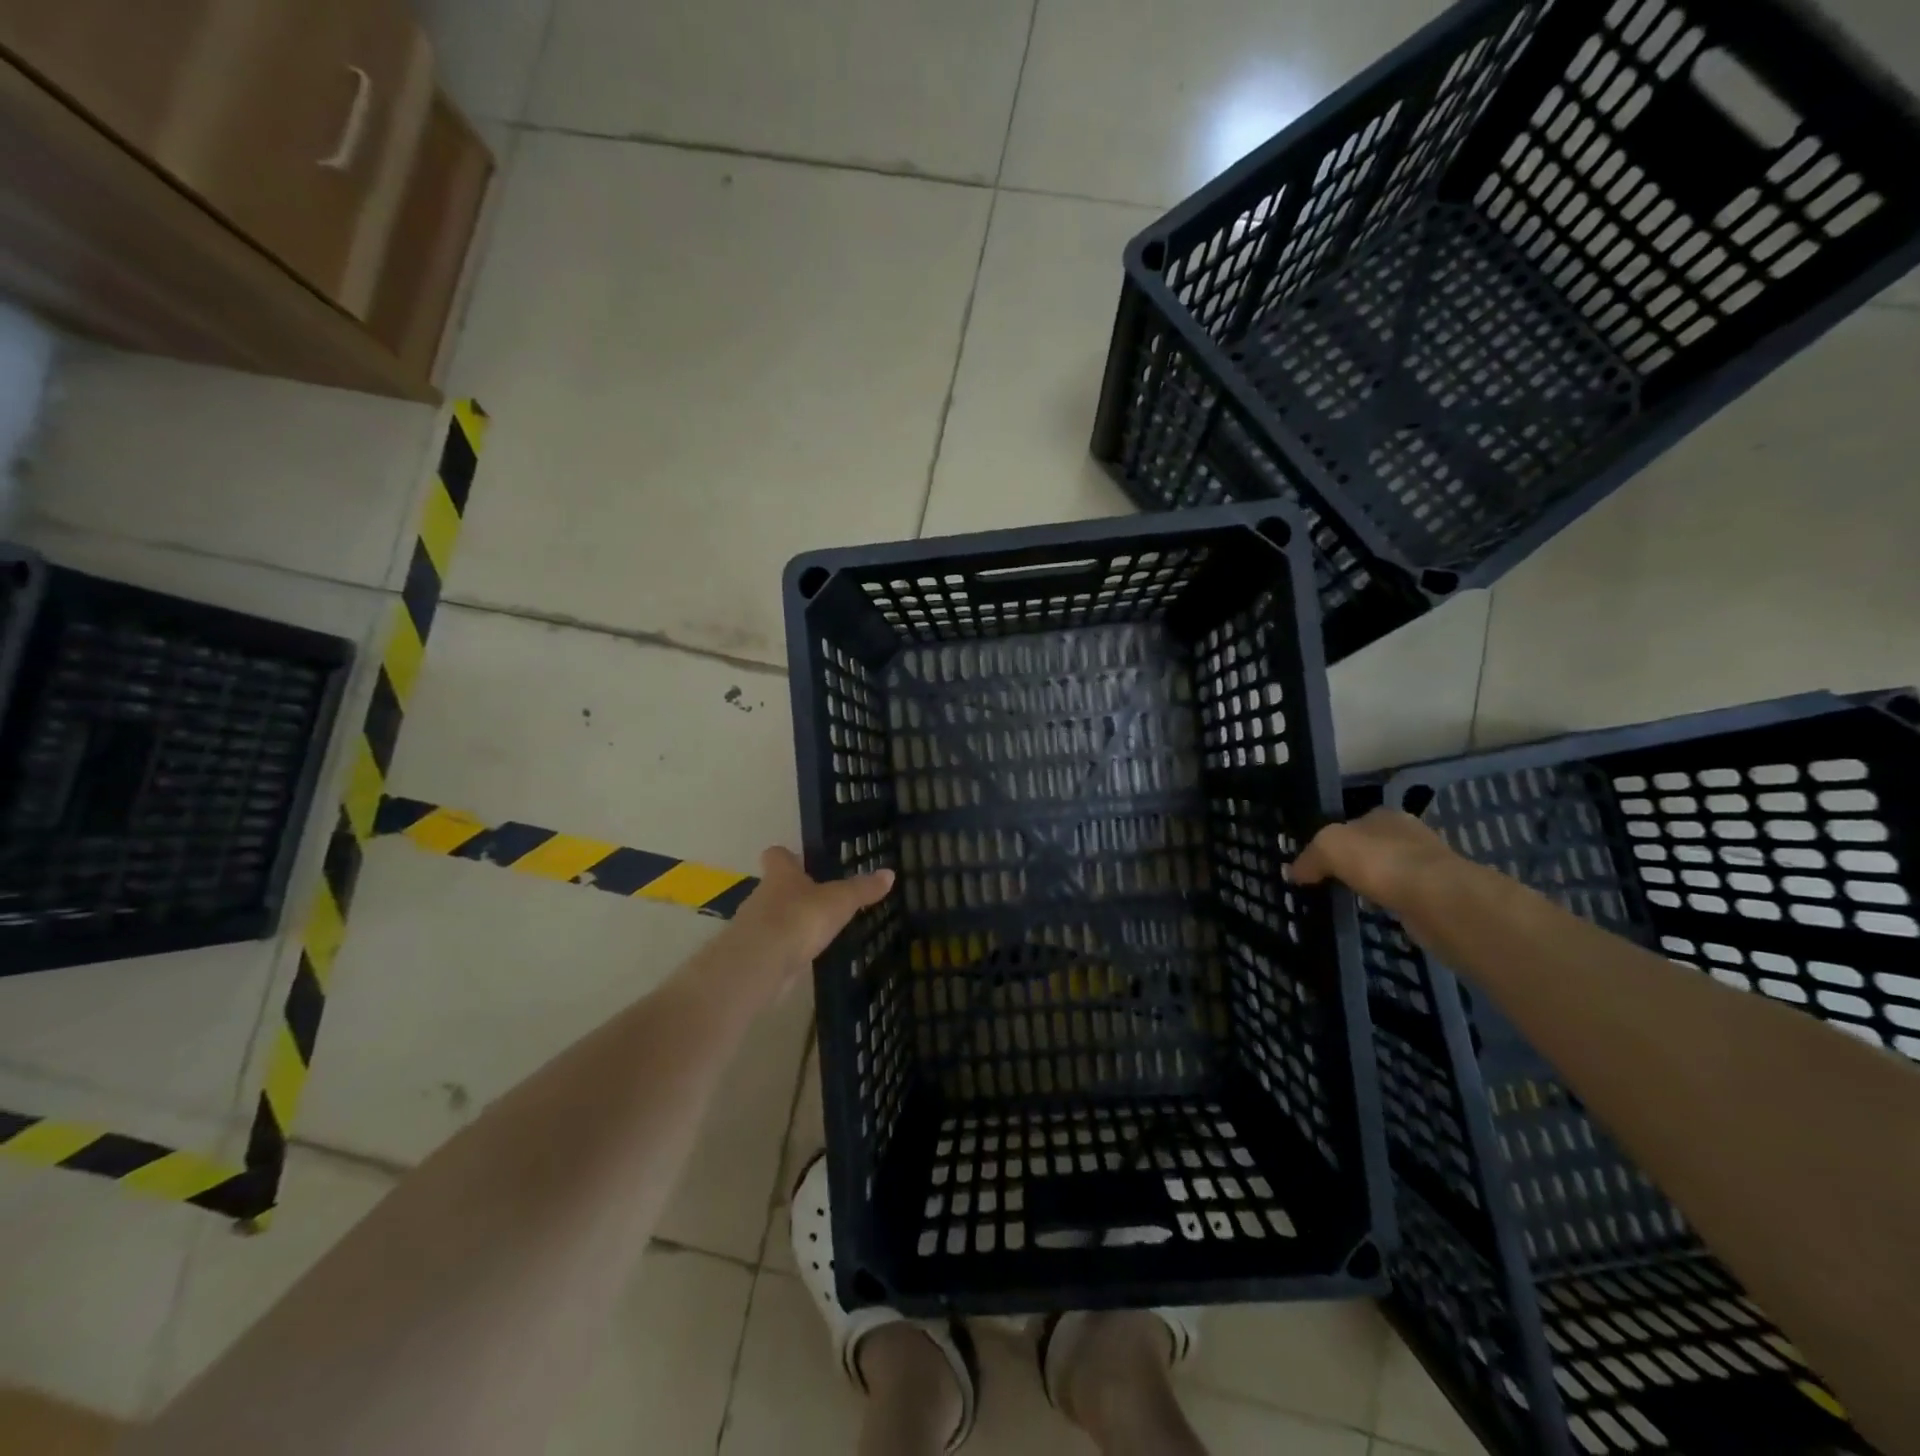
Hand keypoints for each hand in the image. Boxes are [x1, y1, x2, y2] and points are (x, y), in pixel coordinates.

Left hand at [723, 847, 894, 995]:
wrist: (761, 962)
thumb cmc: (800, 918)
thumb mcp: (840, 901)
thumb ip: (862, 889)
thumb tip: (890, 873)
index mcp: (781, 874)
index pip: (777, 854)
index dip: (787, 856)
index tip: (800, 860)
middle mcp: (761, 894)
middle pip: (774, 887)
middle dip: (793, 892)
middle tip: (818, 900)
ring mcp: (753, 925)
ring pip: (771, 917)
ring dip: (788, 922)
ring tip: (814, 931)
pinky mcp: (753, 954)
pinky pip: (771, 945)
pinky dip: (784, 948)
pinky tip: (802, 956)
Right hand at [1287, 809, 1461, 910]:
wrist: (1437, 900)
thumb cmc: (1380, 862)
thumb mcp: (1328, 847)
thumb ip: (1309, 857)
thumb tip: (1293, 873)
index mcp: (1385, 815)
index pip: (1352, 824)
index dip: (1332, 842)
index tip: (1316, 864)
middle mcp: (1409, 835)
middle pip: (1372, 847)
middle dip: (1354, 863)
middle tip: (1329, 883)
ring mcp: (1427, 865)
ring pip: (1388, 873)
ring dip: (1373, 885)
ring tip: (1350, 901)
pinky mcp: (1438, 896)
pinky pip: (1402, 897)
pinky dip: (1389, 904)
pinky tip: (1377, 914)